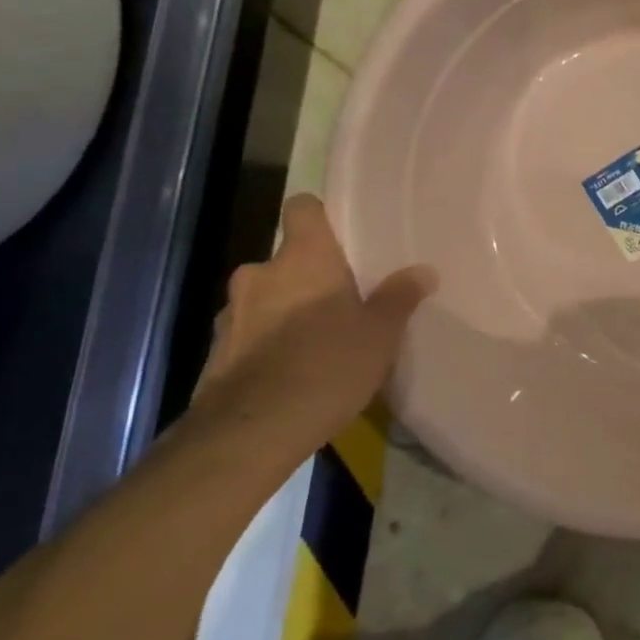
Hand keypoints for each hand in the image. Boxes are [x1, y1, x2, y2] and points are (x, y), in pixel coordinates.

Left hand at [190, 195, 434, 461]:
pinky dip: (266, 344)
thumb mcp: (380, 333)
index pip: (303, 208)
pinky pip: (249, 333)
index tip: (341, 236)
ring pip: (265, 297)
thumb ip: (399, 298)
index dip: (320, 216)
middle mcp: (260, 274)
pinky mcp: (216, 352)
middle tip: (340, 301)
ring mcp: (232, 313)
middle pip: (286, 258)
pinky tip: (290, 372)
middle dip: (308, 276)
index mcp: (303, 257)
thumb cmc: (327, 365)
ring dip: (284, 310)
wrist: (252, 432)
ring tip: (315, 342)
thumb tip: (423, 271)